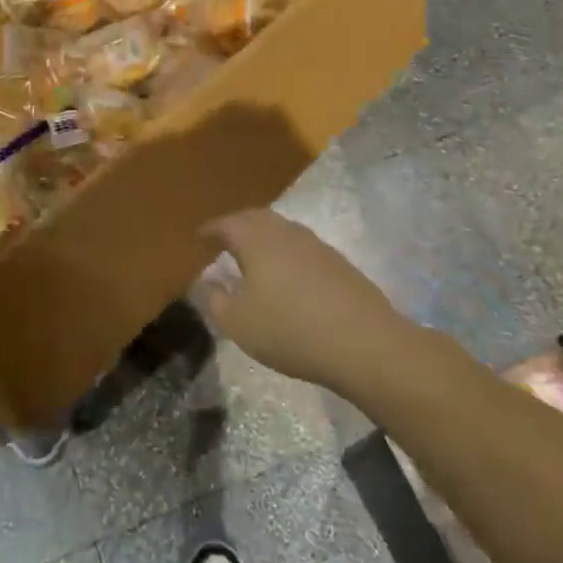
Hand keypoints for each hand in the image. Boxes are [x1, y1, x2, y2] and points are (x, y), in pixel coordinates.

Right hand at [196, 209, 416, 393]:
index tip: (198, 237)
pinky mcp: (339, 264)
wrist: (364, 343)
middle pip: (257, 219)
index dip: (210, 229)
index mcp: (258, 240)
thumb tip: (205, 281)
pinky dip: (286, 254)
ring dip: (264, 239)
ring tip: (252, 257)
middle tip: (223, 240)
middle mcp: (287, 233)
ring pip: (283, 231)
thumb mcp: (237, 322)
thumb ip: (214, 298)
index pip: (227, 223)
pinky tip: (286, 276)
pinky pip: (302, 249)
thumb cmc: (289, 329)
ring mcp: (317, 246)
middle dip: (238, 226)